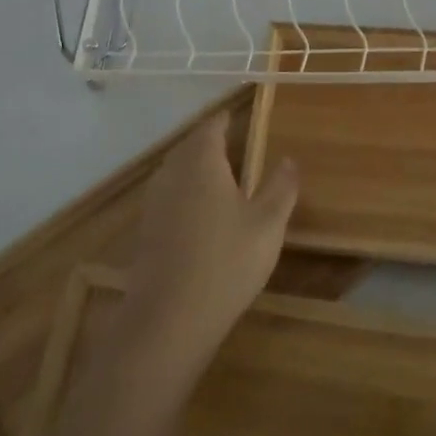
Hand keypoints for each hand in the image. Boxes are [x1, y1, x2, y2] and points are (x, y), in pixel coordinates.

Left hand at [115, 114, 298, 383]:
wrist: (169, 319)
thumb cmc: (227, 262)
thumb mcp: (268, 224)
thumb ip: (281, 187)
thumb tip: (288, 159)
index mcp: (202, 162)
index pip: (211, 127)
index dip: (224, 120)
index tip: (236, 117)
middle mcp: (173, 173)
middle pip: (189, 146)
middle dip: (207, 141)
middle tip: (230, 142)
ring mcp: (154, 202)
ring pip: (175, 170)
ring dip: (194, 166)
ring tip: (217, 174)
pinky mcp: (146, 230)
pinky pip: (167, 195)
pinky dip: (183, 192)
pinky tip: (198, 212)